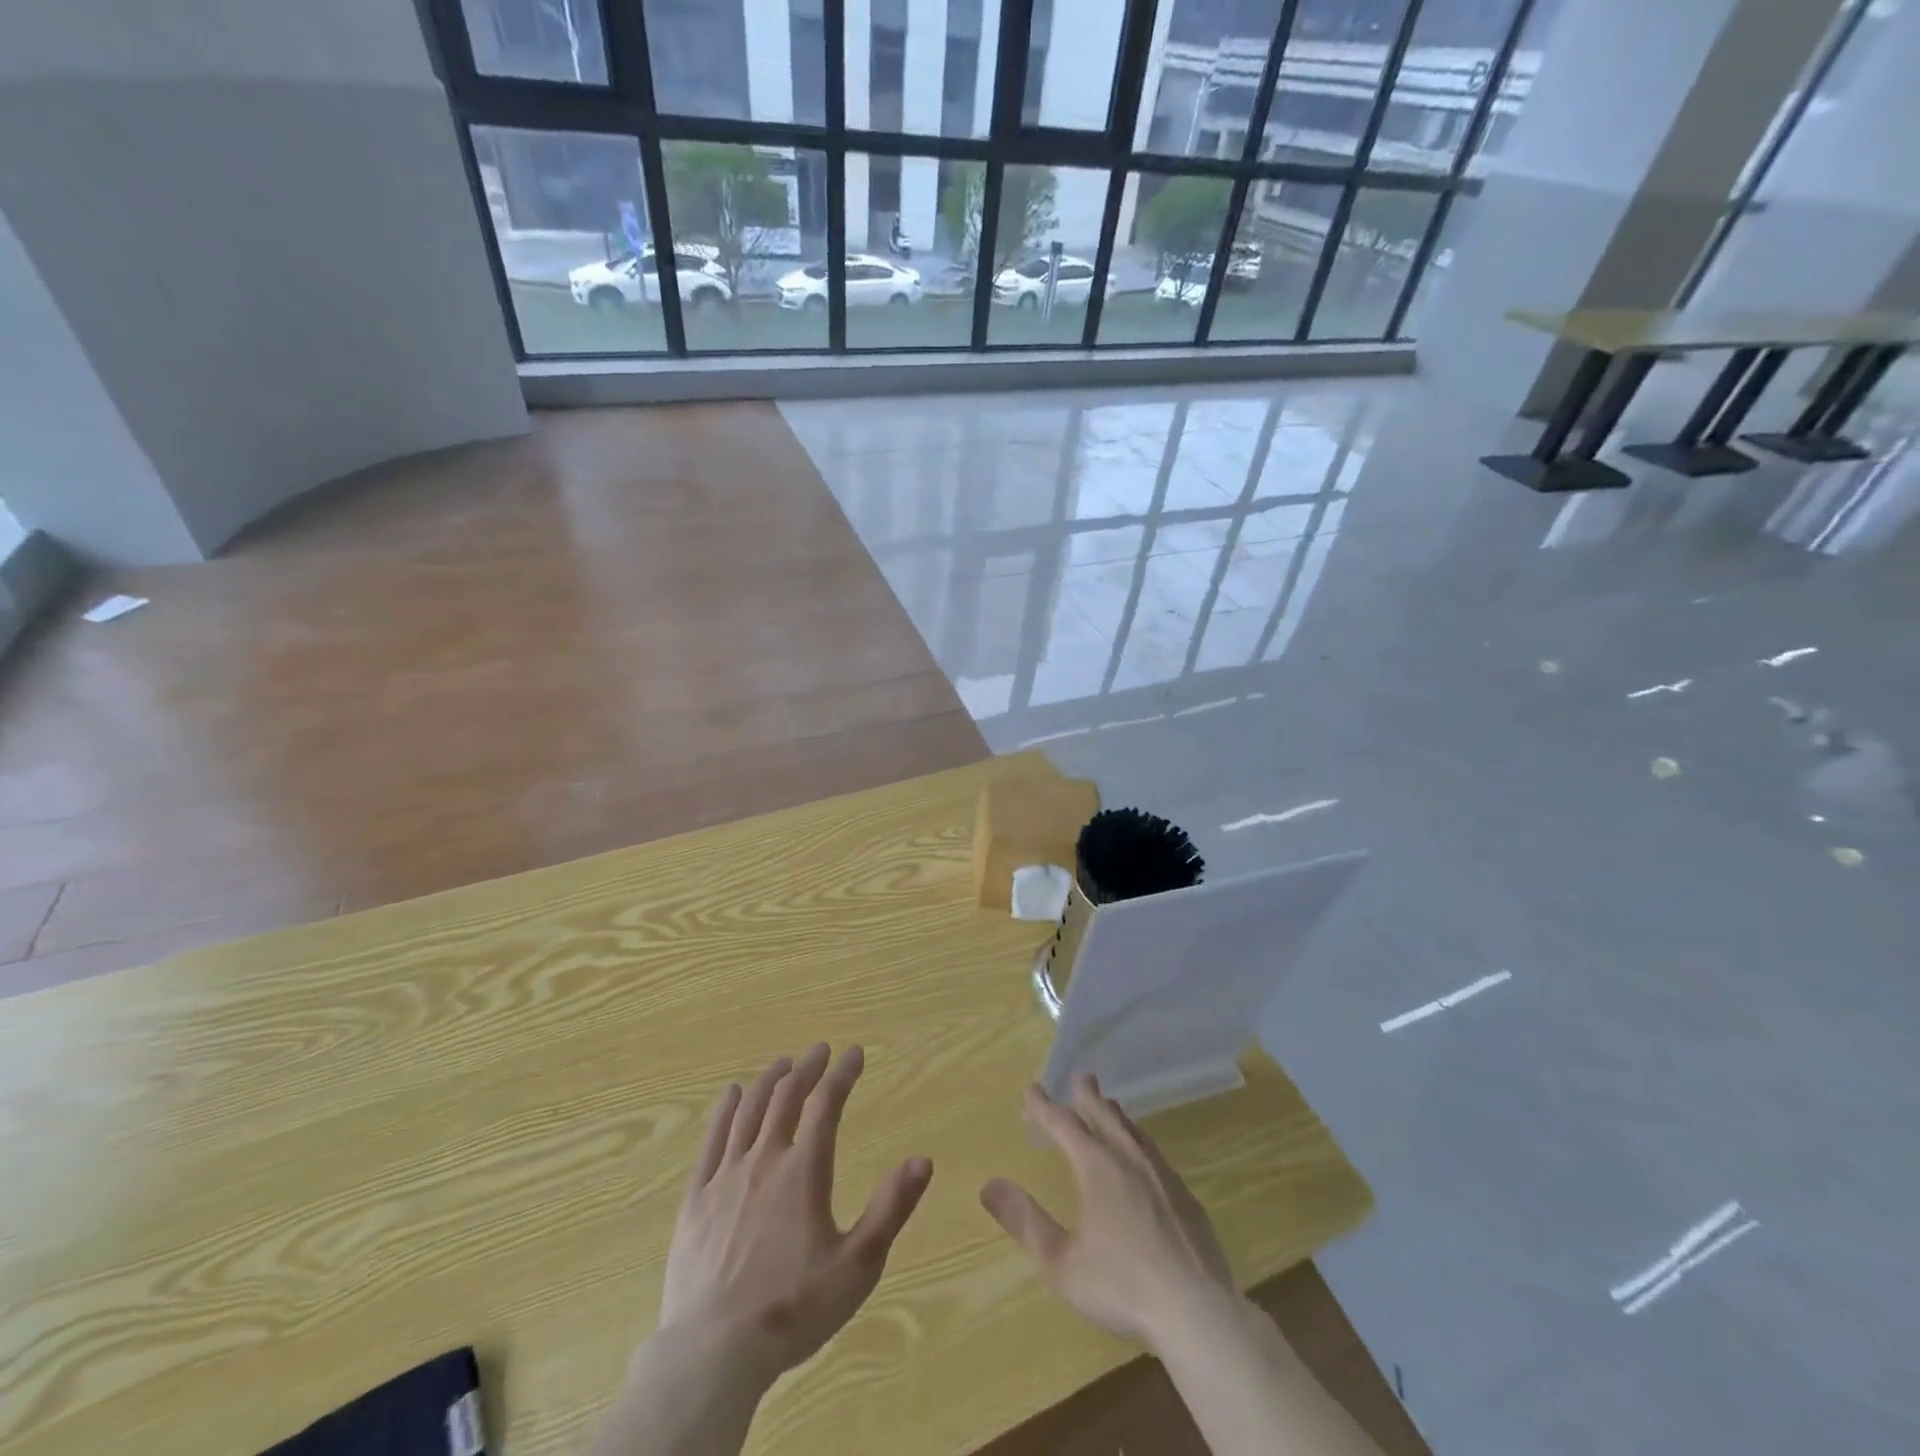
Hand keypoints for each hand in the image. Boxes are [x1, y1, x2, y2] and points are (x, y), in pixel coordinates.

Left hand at [660, 1043, 932, 1385]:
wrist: (714, 1352)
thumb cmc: (794, 1309)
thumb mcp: (858, 1264)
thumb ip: (891, 1208)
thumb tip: (923, 1160)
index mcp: (804, 1171)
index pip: (827, 1104)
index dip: (843, 1073)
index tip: (854, 1053)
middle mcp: (765, 1160)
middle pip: (786, 1097)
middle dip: (806, 1068)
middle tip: (819, 1051)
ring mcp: (725, 1177)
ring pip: (748, 1111)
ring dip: (768, 1081)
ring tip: (782, 1064)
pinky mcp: (696, 1199)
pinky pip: (711, 1140)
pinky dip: (724, 1110)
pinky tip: (731, 1095)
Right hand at [979, 1075, 1235, 1350]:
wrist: (1198, 1310)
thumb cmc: (1122, 1285)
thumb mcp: (1062, 1263)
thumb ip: (1026, 1222)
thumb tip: (989, 1185)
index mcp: (1097, 1168)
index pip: (1064, 1125)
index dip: (1045, 1106)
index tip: (1031, 1089)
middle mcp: (1129, 1159)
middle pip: (1105, 1116)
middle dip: (1088, 1097)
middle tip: (1083, 1076)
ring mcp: (1162, 1176)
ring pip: (1134, 1132)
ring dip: (1117, 1116)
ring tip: (1111, 1107)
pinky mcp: (1186, 1197)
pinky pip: (1156, 1154)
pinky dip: (1141, 1142)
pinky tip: (1145, 1158)